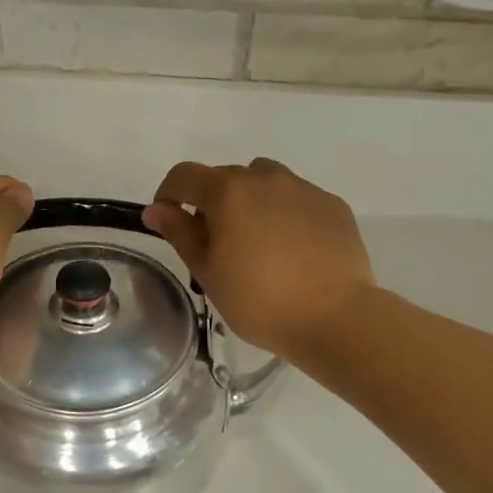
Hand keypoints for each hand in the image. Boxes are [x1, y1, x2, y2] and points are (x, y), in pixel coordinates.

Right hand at [143, 159, 374, 358]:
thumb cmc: (260, 301)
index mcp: (228, 192)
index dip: (168, 193)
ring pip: (264, 182)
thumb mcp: (208, 273)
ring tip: (256, 241)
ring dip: (250, 201)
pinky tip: (292, 249)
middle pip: (225, 177)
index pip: (184, 175)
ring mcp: (303, 189)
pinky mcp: (332, 204)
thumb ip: (180, 234)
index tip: (168, 220)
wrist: (336, 317)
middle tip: (216, 245)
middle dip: (212, 202)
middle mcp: (265, 179)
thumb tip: (156, 210)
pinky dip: (285, 213)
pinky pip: (297, 198)